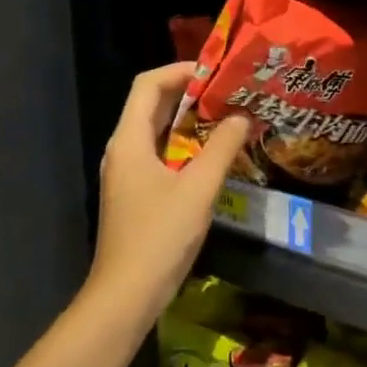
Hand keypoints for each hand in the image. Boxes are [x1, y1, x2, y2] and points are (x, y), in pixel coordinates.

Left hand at [88, 64, 250, 322]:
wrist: (126, 295)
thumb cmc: (160, 237)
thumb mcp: (198, 189)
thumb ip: (222, 148)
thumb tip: (242, 116)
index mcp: (129, 140)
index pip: (148, 84)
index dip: (180, 71)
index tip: (216, 73)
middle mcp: (123, 150)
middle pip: (152, 106)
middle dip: (190, 95)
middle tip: (230, 93)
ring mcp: (127, 174)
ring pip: (158, 133)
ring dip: (190, 122)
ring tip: (228, 118)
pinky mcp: (136, 194)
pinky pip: (160, 156)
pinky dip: (185, 148)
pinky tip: (213, 157)